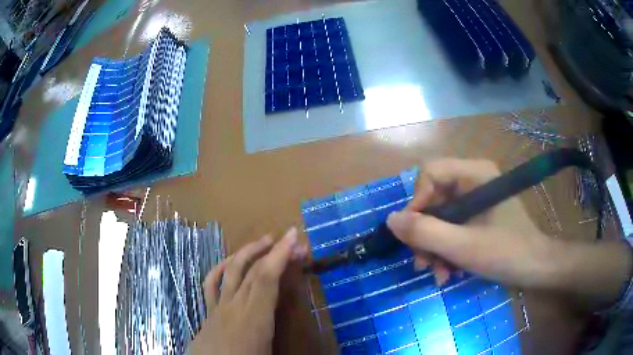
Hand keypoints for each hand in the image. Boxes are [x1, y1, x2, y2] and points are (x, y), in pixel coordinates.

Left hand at [189, 228, 307, 354]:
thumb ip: (294, 346)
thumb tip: (323, 351)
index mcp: (254, 320)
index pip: (266, 279)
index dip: (280, 254)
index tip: (293, 235)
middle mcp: (234, 308)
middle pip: (252, 271)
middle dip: (273, 250)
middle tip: (291, 240)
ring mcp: (218, 308)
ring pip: (230, 271)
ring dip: (247, 252)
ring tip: (264, 241)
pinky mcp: (208, 313)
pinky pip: (210, 284)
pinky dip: (220, 268)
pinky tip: (229, 263)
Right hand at [386, 158, 553, 287]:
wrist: (536, 268)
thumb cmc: (507, 252)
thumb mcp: (463, 246)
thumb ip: (426, 232)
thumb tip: (390, 220)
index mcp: (474, 174)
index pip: (430, 173)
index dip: (417, 202)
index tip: (413, 234)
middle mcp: (473, 180)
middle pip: (433, 199)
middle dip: (425, 234)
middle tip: (422, 263)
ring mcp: (476, 199)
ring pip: (441, 217)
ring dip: (434, 247)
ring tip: (437, 274)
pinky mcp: (478, 216)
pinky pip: (452, 227)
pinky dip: (446, 249)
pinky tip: (448, 272)